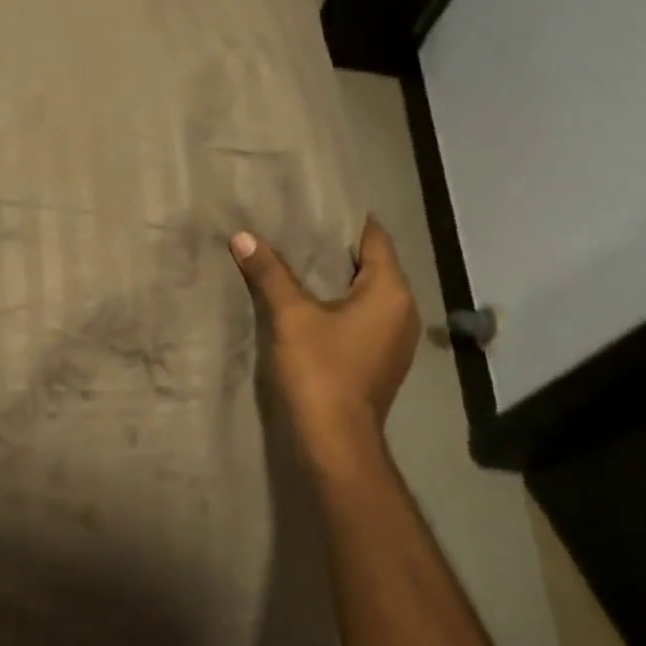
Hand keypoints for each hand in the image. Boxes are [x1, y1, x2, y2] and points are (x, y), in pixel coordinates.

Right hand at [231, 217, 420, 478]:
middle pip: (372, 265)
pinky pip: (363, 317)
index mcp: (390, 292)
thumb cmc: (320, 370)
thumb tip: (242, 236)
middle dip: (337, 248)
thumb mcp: (290, 316)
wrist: (335, 441)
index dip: (346, 220)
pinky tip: (311, 304)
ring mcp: (395, 339)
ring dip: (338, 279)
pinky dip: (341, 305)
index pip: (375, 239)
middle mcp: (402, 310)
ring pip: (367, 293)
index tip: (316, 204)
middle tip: (298, 228)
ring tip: (299, 261)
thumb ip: (269, 273)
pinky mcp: (381, 360)